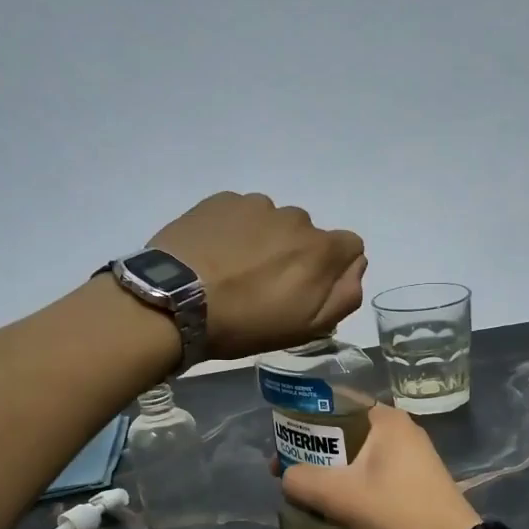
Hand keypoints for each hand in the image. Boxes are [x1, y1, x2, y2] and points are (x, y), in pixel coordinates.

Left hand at [149, 193, 365, 359]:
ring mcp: (256, 205)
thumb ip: (345, 295)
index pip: (350, 246)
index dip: (332, 269)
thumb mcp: (307, 327)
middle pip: (307, 235)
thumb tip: (355, 266)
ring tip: (233, 271)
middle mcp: (295, 217)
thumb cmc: (246, 323)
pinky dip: (234, 230)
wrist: (174, 301)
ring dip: (263, 241)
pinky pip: (240, 213)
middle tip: (263, 286)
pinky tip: (213, 255)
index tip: (306, 290)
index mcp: (321, 249)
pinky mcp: (221, 200)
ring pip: (273, 222)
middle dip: (294, 255)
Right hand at [280, 405, 482, 528]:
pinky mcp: (418, 482)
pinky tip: (339, 503)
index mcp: (387, 419)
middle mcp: (402, 430)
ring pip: (360, 455)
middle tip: (288, 467)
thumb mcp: (338, 495)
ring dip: (333, 469)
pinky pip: (375, 472)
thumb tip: (286, 477)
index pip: (337, 402)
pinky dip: (353, 483)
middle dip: (315, 448)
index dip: (304, 418)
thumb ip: (301, 480)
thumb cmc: (394, 511)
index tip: (282, 439)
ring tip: (307, 488)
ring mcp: (414, 457)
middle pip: (347, 430)